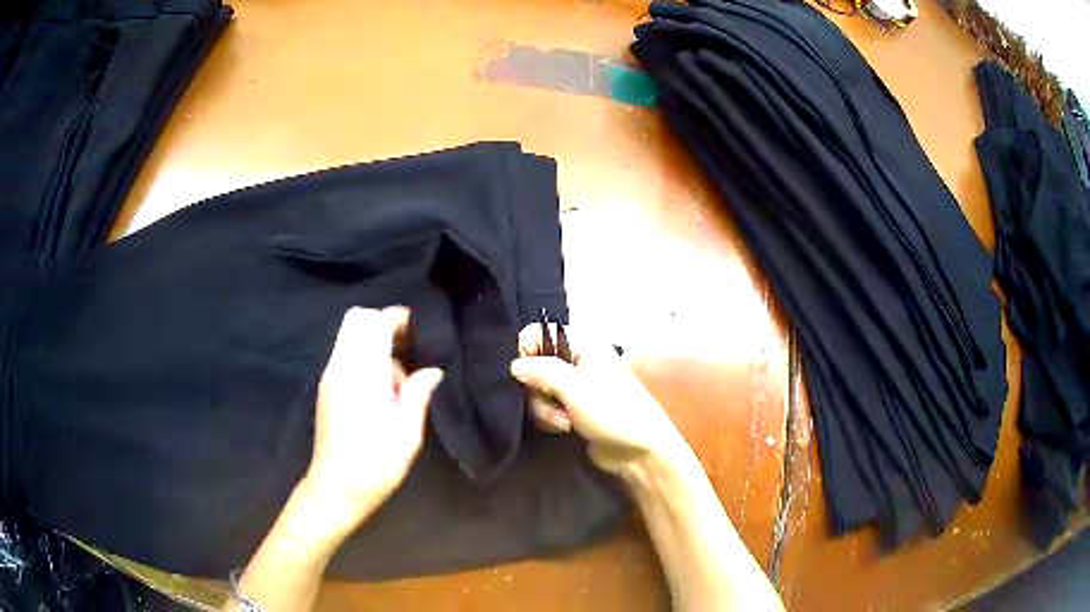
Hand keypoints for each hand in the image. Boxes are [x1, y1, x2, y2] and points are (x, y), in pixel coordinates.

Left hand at [300, 306, 443, 535]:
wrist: (335, 490)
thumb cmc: (375, 466)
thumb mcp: (406, 435)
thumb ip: (418, 395)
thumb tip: (432, 371)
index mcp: (361, 375)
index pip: (373, 323)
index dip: (397, 318)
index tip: (420, 331)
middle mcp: (341, 368)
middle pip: (357, 319)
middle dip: (384, 324)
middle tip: (410, 348)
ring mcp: (330, 377)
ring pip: (351, 337)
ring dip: (376, 345)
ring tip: (400, 383)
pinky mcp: (327, 389)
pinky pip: (347, 356)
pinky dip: (366, 359)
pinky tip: (384, 393)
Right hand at [509, 324, 686, 475]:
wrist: (638, 451)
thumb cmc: (612, 411)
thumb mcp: (574, 387)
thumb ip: (540, 371)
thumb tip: (514, 366)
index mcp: (582, 344)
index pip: (539, 333)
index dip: (527, 352)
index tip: (524, 374)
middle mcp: (576, 360)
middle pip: (534, 365)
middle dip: (537, 389)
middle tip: (553, 404)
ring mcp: (574, 387)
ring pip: (537, 389)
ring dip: (544, 409)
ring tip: (564, 423)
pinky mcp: (571, 409)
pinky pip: (546, 407)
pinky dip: (550, 418)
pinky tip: (565, 429)